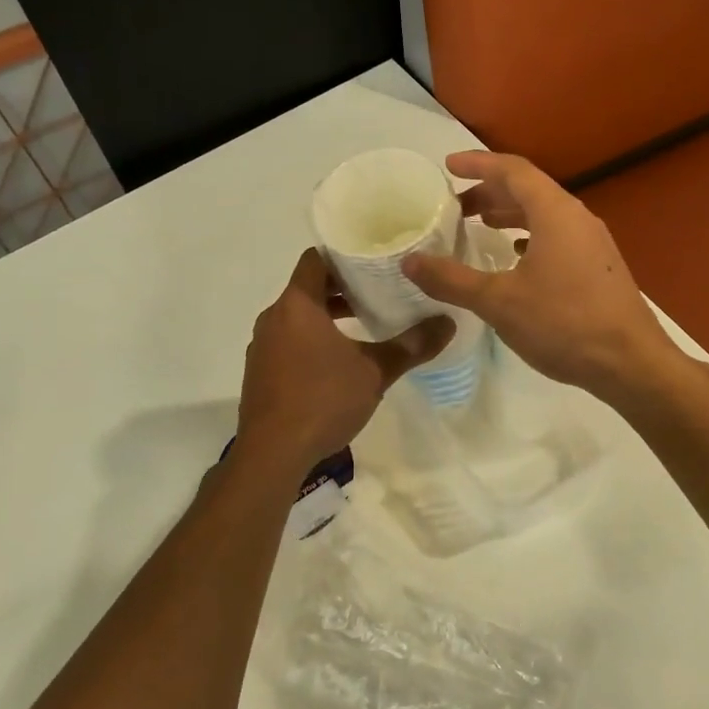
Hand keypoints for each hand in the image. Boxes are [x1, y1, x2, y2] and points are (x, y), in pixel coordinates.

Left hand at [237, 249, 452, 469]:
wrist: (272, 453)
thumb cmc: (323, 400)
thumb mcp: (375, 372)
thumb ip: (411, 346)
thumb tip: (448, 323)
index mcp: (297, 306)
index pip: (315, 259)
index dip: (343, 255)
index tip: (372, 259)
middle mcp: (273, 318)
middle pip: (308, 288)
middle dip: (342, 288)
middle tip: (379, 291)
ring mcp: (262, 346)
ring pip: (298, 317)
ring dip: (328, 316)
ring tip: (364, 325)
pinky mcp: (260, 372)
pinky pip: (287, 341)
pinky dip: (311, 340)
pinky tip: (337, 362)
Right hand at [402, 152, 681, 404]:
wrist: (630, 364)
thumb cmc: (563, 324)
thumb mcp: (498, 302)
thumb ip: (452, 280)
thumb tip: (410, 262)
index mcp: (555, 213)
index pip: (512, 170)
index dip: (478, 164)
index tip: (448, 166)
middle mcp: (578, 218)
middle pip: (529, 190)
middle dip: (489, 192)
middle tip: (455, 206)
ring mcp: (593, 244)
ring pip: (545, 215)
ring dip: (509, 215)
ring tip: (479, 227)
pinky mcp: (599, 268)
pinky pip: (558, 237)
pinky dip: (529, 237)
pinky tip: (515, 259)